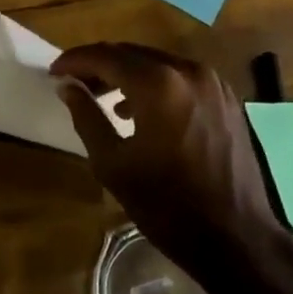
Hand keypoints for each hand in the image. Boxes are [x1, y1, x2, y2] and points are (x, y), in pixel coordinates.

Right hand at [51, 43, 279, 265]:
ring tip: (104, 97)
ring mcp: (212, 83)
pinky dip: (155, 83)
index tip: (54, 72)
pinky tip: (141, 109)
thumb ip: (86, 117)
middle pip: (132, 53)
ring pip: (157, 63)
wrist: (238, 239)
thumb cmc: (168, 205)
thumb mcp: (113, 164)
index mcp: (158, 84)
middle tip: (75, 82)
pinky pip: (180, 77)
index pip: (106, 56)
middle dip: (100, 64)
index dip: (75, 60)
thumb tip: (68, 86)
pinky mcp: (226, 98)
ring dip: (127, 73)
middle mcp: (187, 71)